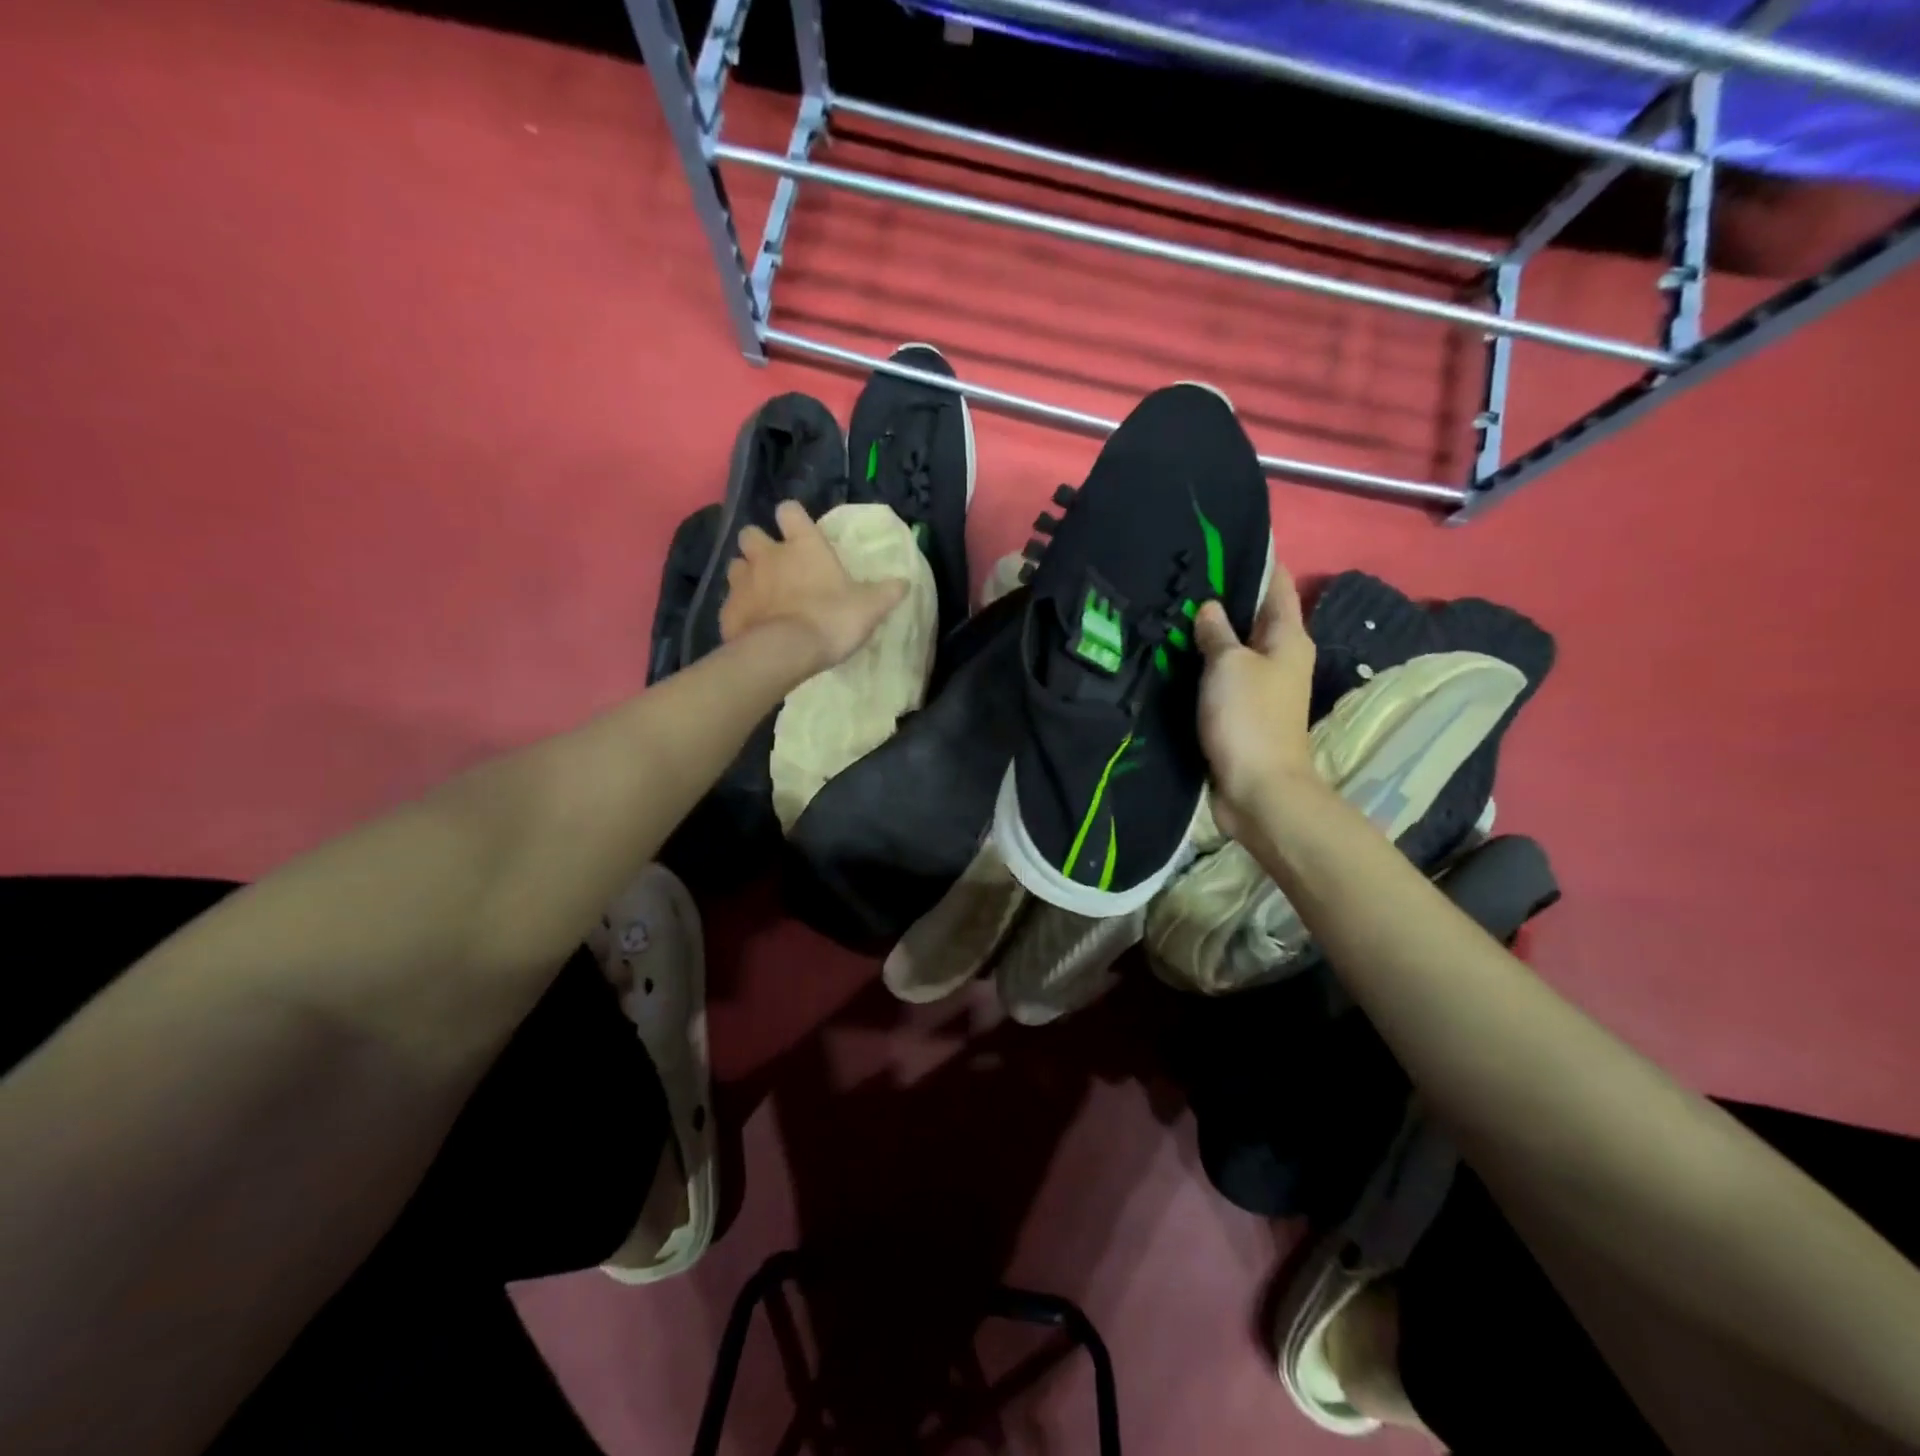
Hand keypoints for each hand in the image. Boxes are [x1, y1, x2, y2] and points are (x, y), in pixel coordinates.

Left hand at [719, 501, 907, 675]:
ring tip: (761, 594)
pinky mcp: (728, 610)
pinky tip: (752, 625)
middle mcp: (767, 555)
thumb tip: (905, 582)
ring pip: (735, 565)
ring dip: (746, 575)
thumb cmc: (830, 620)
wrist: (784, 653)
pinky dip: (740, 610)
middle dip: (759, 545)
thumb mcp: (869, 607)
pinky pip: (730, 603)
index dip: (793, 518)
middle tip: (775, 565)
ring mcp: (742, 581)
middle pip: (750, 533)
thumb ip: (887, 592)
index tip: (799, 531)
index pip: (789, 511)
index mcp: (802, 545)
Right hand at [1192, 566, 1318, 840]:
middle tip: (1183, 574)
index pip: (1276, 585)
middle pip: (1254, 615)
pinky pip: (1221, 676)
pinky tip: (1174, 654)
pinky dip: (1203, 664)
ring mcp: (1261, 686)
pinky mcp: (1241, 711)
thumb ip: (1218, 633)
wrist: (1257, 789)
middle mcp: (1280, 657)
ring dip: (1210, 632)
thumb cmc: (1249, 718)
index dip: (1257, 560)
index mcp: (1288, 638)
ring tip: (1171, 609)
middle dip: (1224, 596)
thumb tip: (1209, 607)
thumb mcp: (1229, 665)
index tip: (1225, 539)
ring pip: (1234, 647)